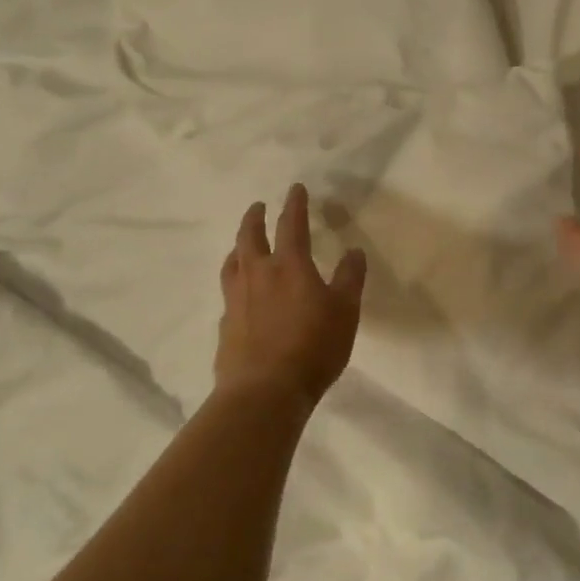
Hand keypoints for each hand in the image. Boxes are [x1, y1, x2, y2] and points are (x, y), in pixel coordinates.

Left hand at [215, 184, 367, 405]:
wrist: (264, 391)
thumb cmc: (313, 347)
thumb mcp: (345, 312)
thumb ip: (350, 279)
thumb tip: (354, 251)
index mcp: (289, 266)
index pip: (291, 225)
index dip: (294, 204)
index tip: (295, 189)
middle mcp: (258, 274)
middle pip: (250, 236)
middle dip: (255, 218)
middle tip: (258, 207)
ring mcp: (236, 299)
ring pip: (233, 262)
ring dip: (239, 247)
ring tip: (242, 245)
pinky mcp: (225, 324)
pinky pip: (229, 293)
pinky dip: (236, 282)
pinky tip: (240, 294)